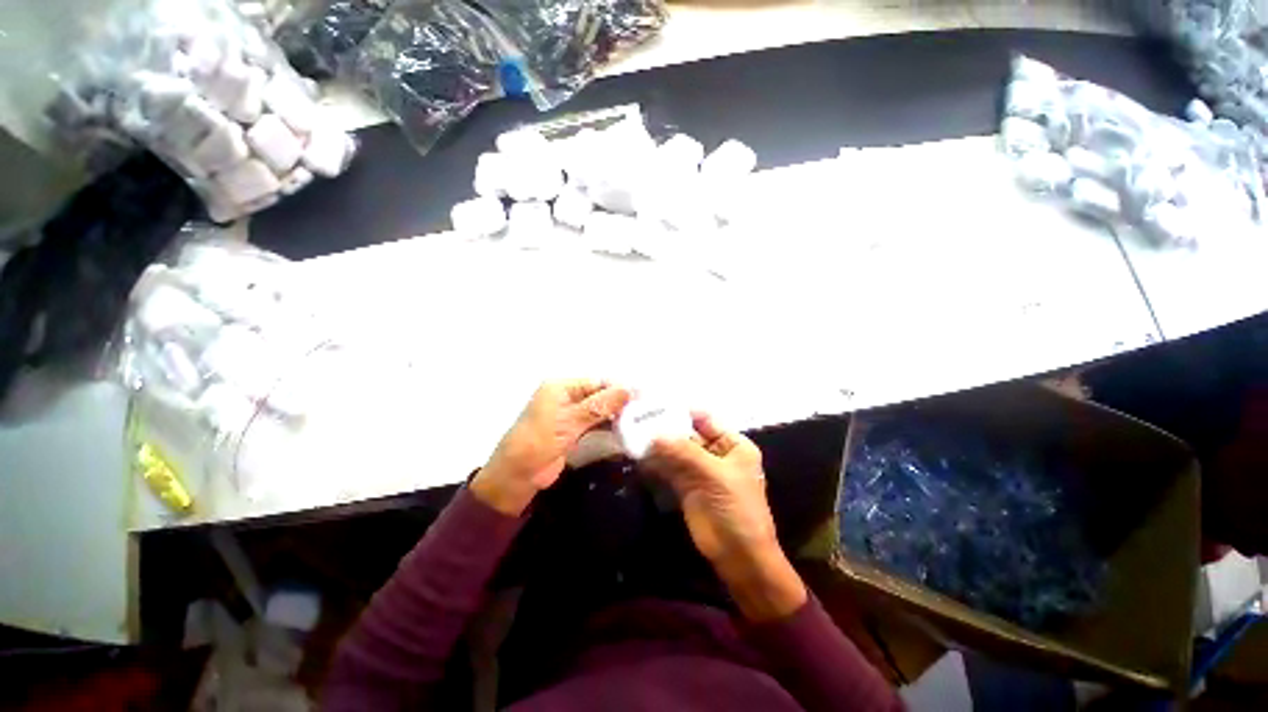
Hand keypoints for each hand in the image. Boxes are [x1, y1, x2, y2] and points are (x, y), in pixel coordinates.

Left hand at [471, 380, 630, 514]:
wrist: (517, 477)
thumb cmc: (539, 442)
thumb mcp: (570, 421)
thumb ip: (599, 405)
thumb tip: (629, 389)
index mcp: (561, 387)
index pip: (597, 381)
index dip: (619, 387)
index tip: (643, 396)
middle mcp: (567, 396)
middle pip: (599, 394)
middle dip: (620, 401)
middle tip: (646, 410)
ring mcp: (571, 415)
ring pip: (599, 410)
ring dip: (617, 414)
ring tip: (641, 419)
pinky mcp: (574, 431)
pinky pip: (596, 423)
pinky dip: (609, 425)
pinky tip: (626, 429)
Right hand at [646, 413, 805, 619]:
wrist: (739, 557)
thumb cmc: (737, 509)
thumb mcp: (715, 475)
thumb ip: (685, 452)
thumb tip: (655, 435)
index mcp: (733, 445)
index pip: (706, 420)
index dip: (683, 412)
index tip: (657, 406)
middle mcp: (716, 453)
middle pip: (688, 434)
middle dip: (667, 429)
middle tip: (640, 420)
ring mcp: (699, 470)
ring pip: (676, 451)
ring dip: (659, 445)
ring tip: (635, 435)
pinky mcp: (686, 486)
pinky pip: (669, 468)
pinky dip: (656, 463)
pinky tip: (640, 456)